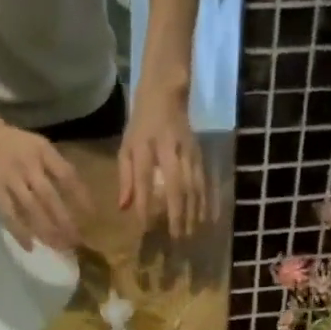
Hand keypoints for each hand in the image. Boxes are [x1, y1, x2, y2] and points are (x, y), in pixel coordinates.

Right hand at [0, 115, 91, 251]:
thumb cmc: (14, 143)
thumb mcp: (38, 147)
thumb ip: (55, 168)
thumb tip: (79, 198)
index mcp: (42, 151)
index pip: (67, 175)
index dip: (81, 198)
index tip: (92, 217)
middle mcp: (28, 164)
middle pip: (50, 198)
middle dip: (65, 222)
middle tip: (76, 242)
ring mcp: (10, 178)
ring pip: (32, 209)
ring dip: (47, 231)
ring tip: (59, 248)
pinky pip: (9, 214)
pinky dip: (19, 232)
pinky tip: (30, 247)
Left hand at [118, 92, 209, 238]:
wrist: (166, 92)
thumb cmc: (142, 126)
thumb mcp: (126, 147)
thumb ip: (125, 178)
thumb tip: (124, 208)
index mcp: (144, 145)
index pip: (143, 177)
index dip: (144, 203)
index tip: (145, 227)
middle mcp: (168, 147)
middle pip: (175, 184)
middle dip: (176, 213)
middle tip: (176, 238)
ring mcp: (187, 150)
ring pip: (193, 184)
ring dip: (193, 211)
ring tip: (191, 234)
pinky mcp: (199, 153)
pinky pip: (204, 181)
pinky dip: (205, 201)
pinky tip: (206, 219)